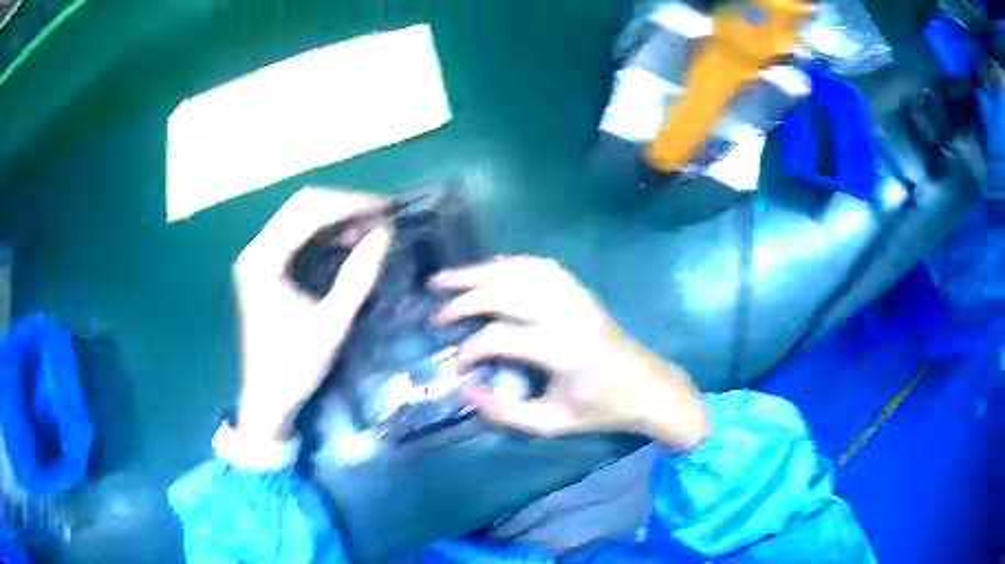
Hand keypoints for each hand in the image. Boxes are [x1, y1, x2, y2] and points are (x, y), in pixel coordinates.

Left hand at [234, 188, 391, 440]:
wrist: (267, 399)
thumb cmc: (295, 367)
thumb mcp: (332, 325)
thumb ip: (357, 277)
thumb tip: (384, 235)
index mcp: (264, 260)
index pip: (309, 212)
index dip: (350, 205)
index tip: (387, 209)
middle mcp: (256, 249)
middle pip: (302, 206)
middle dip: (344, 206)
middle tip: (382, 216)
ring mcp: (258, 257)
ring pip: (299, 217)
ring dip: (335, 217)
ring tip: (371, 227)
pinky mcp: (264, 268)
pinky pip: (296, 235)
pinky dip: (324, 233)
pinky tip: (347, 241)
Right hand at [432, 256, 707, 450]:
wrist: (648, 387)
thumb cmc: (602, 410)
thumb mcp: (553, 423)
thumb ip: (506, 412)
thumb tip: (465, 390)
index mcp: (564, 349)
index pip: (502, 337)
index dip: (471, 349)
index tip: (456, 367)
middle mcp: (568, 314)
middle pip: (506, 291)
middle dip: (464, 299)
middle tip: (436, 314)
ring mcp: (577, 297)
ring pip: (521, 269)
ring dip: (481, 271)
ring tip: (449, 278)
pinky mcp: (582, 292)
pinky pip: (542, 266)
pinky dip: (510, 264)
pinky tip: (490, 270)